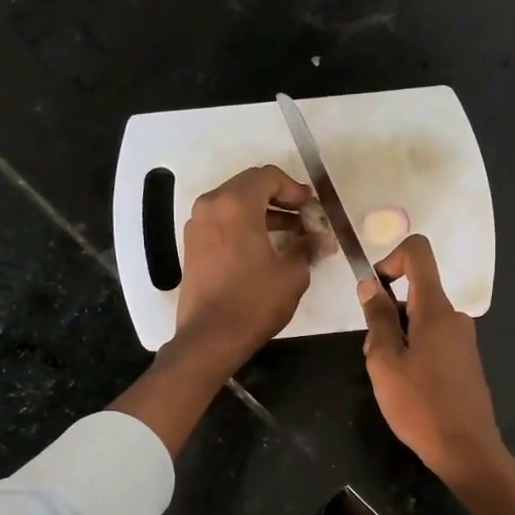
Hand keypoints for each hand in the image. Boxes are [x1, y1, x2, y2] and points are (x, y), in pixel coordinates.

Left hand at [173, 165, 317, 369]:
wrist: (210, 337)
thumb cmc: (254, 301)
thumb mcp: (292, 274)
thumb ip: (307, 247)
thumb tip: (322, 239)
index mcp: (235, 204)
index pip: (267, 176)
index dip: (294, 188)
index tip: (311, 207)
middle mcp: (211, 206)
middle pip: (249, 187)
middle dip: (279, 199)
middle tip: (304, 218)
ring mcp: (197, 226)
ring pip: (234, 205)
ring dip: (263, 214)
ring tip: (291, 235)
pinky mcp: (193, 246)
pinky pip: (222, 223)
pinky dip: (244, 227)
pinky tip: (265, 249)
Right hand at [359, 235, 511, 487]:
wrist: (466, 449)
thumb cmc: (420, 405)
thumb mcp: (385, 362)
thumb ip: (378, 319)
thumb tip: (370, 284)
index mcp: (435, 309)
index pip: (418, 253)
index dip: (390, 259)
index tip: (375, 292)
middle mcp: (454, 316)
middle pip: (415, 292)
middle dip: (387, 313)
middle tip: (375, 354)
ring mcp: (463, 339)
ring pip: (421, 320)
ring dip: (397, 338)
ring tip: (389, 378)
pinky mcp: (465, 361)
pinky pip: (433, 340)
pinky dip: (413, 352)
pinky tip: (407, 388)